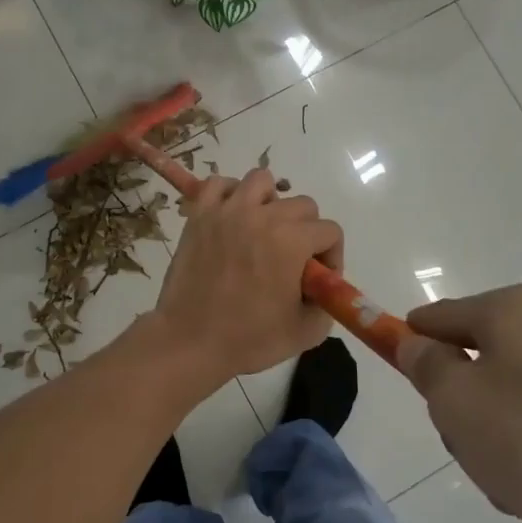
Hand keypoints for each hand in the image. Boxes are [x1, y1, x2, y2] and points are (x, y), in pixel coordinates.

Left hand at [153, 167, 343, 382]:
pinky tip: (232, 218)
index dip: (331, 256)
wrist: (190, 341)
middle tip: (291, 260)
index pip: (329, 231)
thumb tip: (324, 289)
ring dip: (270, 202)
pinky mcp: (199, 215)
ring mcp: (227, 211)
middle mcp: (262, 216)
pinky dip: (229, 194)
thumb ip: (327, 303)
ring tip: (263, 229)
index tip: (316, 279)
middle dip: (306, 231)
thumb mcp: (306, 332)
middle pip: (301, 205)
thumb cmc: (249, 340)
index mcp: (292, 241)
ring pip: (261, 181)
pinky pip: (218, 184)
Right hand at [396, 284, 521, 522]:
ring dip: (513, 451)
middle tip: (475, 450)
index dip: (412, 342)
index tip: (403, 375)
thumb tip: (418, 343)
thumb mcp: (459, 404)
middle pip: (485, 366)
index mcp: (514, 312)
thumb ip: (427, 369)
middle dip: (471, 414)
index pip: (439, 316)